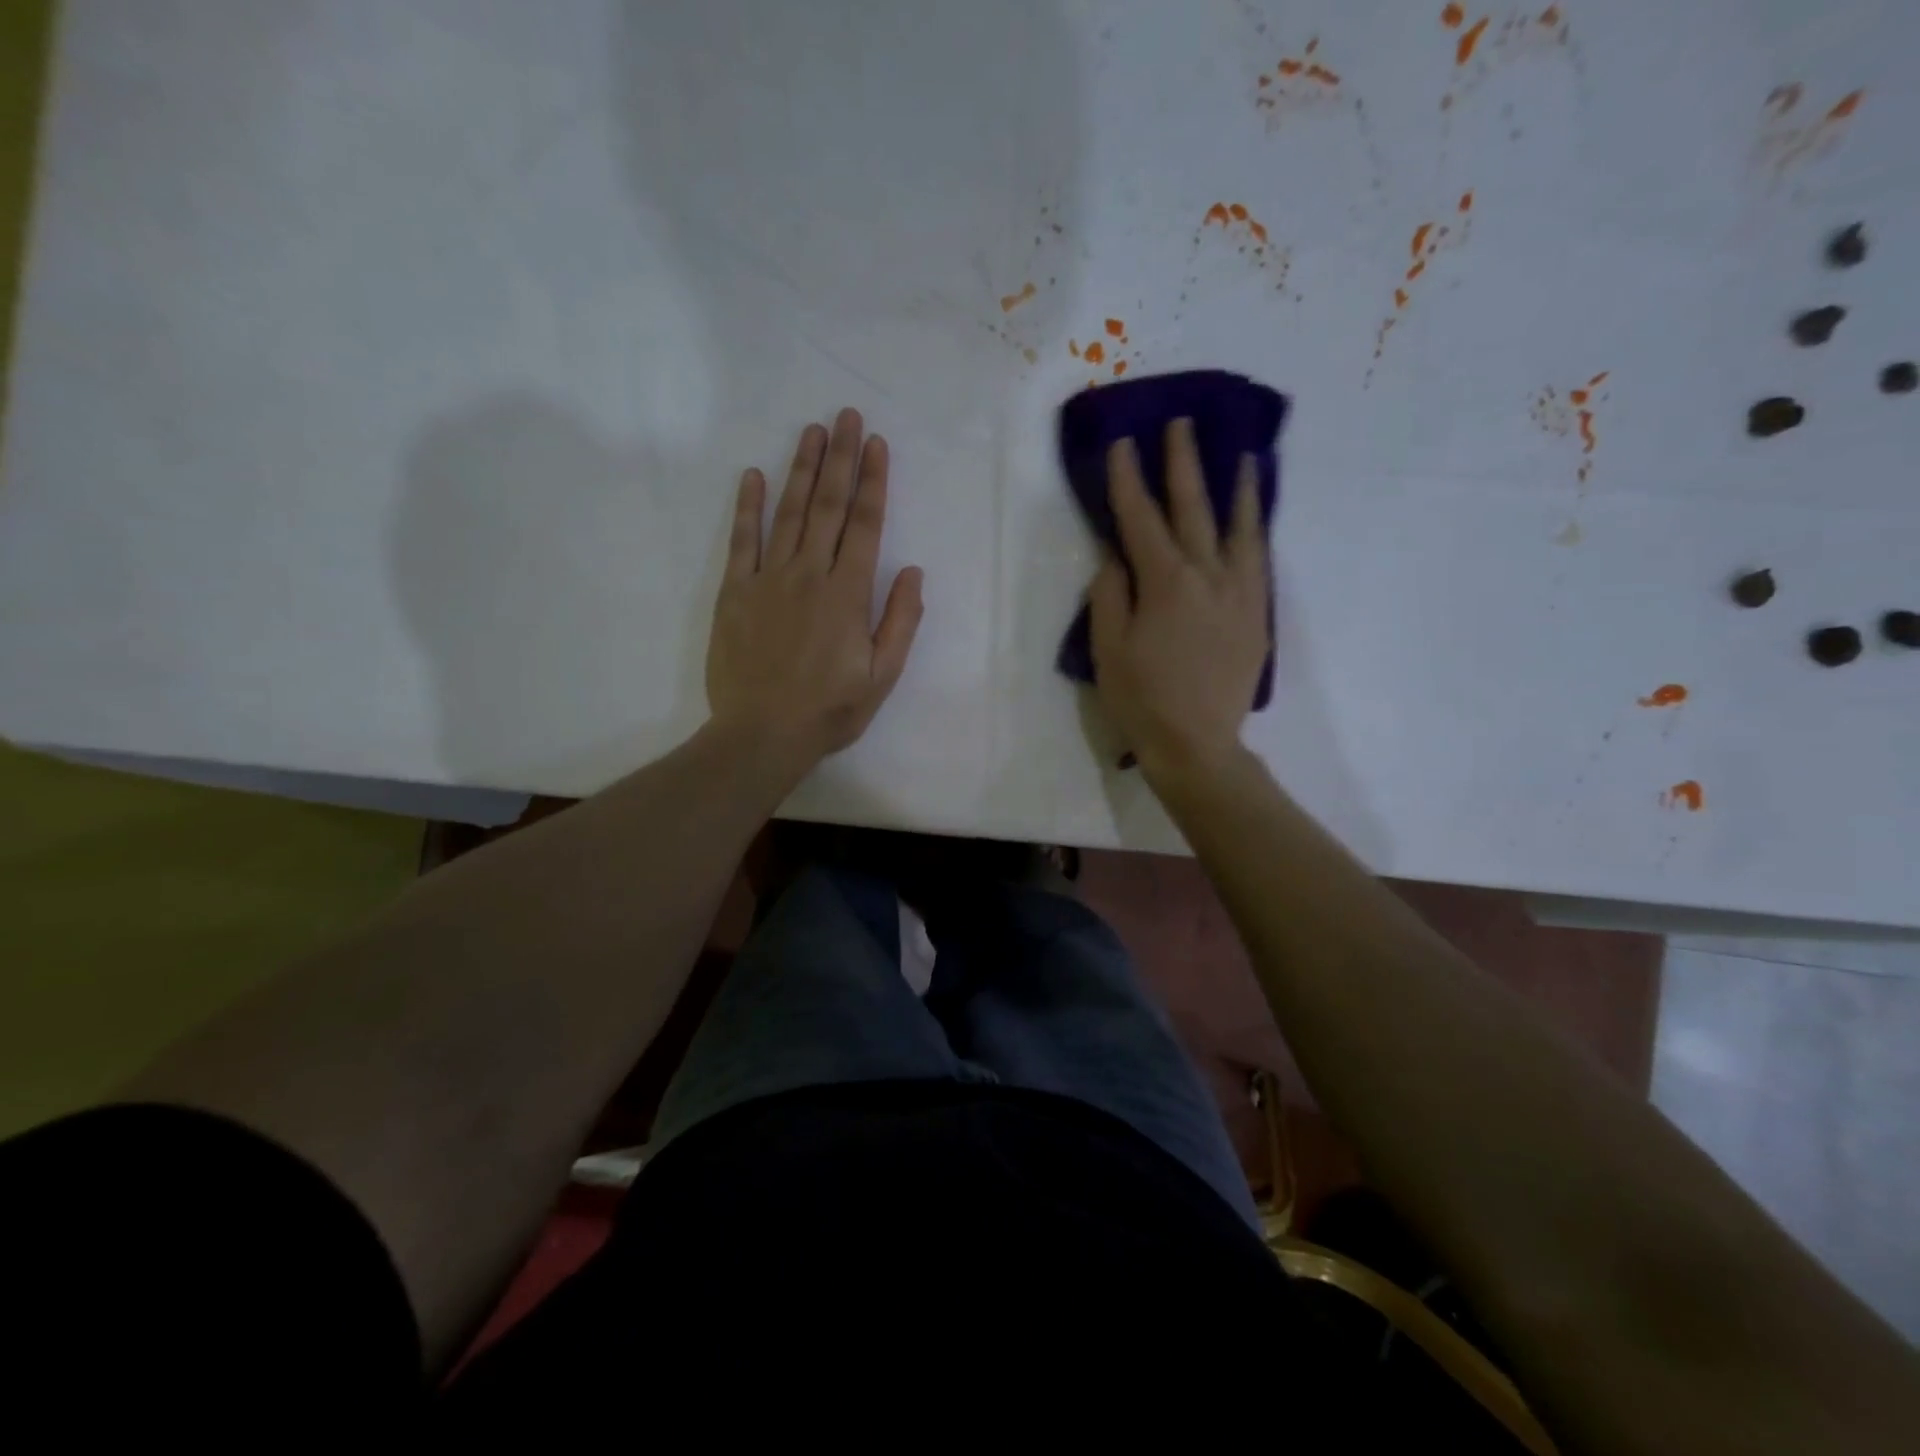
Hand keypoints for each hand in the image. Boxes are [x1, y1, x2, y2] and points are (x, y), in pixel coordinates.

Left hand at [706, 408, 924, 770]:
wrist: (762, 734)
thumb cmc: (830, 710)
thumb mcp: (882, 676)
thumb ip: (900, 621)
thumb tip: (912, 571)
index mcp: (848, 594)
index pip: (866, 525)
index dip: (874, 482)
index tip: (877, 444)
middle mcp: (810, 574)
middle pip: (830, 507)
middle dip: (842, 459)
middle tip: (847, 415)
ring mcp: (768, 579)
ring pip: (789, 513)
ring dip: (803, 469)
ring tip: (813, 432)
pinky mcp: (735, 592)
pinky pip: (742, 541)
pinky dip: (747, 507)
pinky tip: (753, 476)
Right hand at [1088, 416, 1268, 780]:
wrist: (1197, 745)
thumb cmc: (1142, 700)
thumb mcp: (1108, 649)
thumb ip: (1110, 595)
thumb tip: (1115, 556)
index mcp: (1165, 583)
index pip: (1140, 519)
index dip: (1127, 480)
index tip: (1122, 445)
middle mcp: (1208, 576)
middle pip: (1193, 508)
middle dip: (1183, 464)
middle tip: (1180, 425)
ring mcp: (1239, 593)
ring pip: (1240, 528)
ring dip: (1238, 487)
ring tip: (1243, 455)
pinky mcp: (1257, 614)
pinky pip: (1259, 560)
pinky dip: (1256, 530)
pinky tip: (1254, 518)